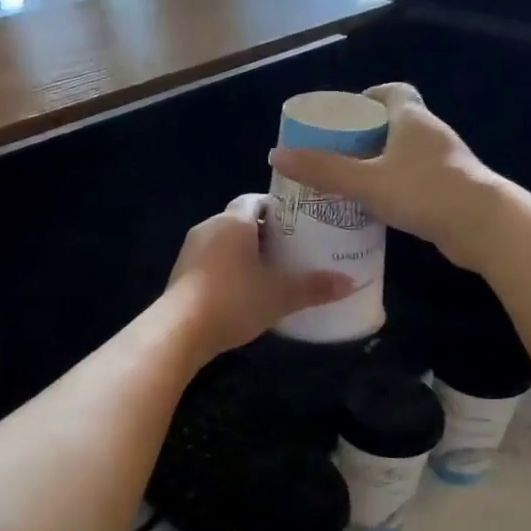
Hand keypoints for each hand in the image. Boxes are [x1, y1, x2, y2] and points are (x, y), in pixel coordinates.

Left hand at [167, 195, 352, 358]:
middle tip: (292, 251)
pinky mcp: (181, 274)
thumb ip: (314, 287)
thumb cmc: (234, 300)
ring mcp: (191, 251)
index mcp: (233, 222)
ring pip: (225, 243)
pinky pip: (211, 262)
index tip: (298, 224)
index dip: (278, 209)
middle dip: (265, 234)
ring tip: (271, 273)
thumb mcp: (280, 296)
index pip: (256, 200)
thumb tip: (351, 283)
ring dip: (245, 254)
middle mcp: (209, 227)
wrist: (180, 331)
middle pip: (241, 222)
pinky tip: (244, 292)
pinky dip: (228, 270)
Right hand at [270, 84, 505, 271]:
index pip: (392, 92)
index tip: (344, 116)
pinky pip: (414, 180)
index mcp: (413, 118)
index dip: (367, 98)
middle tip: (335, 155)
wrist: (483, 226)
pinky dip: (394, 187)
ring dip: (379, 164)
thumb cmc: (424, 191)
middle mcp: (430, 134)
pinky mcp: (449, 191)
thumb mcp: (366, 181)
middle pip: (395, 124)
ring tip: (347, 183)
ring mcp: (444, 163)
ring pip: (404, 155)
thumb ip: (323, 170)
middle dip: (365, 136)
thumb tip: (277, 155)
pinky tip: (374, 208)